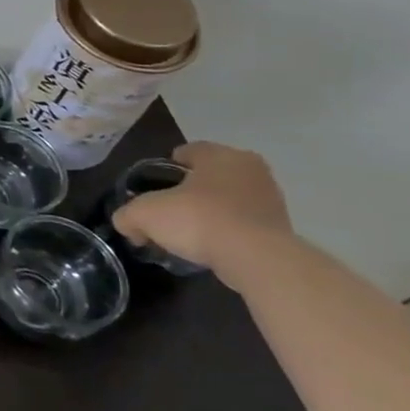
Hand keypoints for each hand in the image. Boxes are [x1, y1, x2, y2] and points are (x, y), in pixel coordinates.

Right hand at [111, 141, 295, 284]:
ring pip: (229, 199)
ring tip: (188, 232)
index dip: (167, 166)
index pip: (189, 151)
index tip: (154, 185)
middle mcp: (250, 170)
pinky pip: (244, 222)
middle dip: (191, 190)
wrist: (257, 259)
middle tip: (169, 209)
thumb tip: (128, 225)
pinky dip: (227, 231)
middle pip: (211, 175)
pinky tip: (210, 246)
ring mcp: (271, 199)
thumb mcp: (144, 214)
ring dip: (211, 211)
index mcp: (221, 155)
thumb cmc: (198, 219)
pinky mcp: (282, 228)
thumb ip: (127, 215)